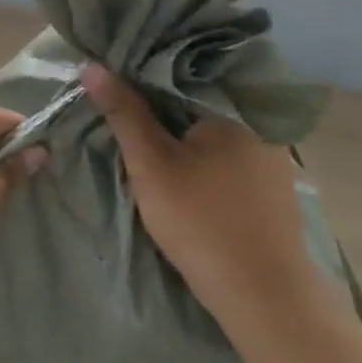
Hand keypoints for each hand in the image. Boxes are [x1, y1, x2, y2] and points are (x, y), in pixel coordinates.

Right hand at [81, 64, 321, 318]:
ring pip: (209, 126)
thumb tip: (92, 66)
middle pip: (195, 99)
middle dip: (157, 101)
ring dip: (177, 127)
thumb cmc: (201, 221)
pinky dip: (198, 149)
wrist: (263, 295)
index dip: (140, 72)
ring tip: (139, 127)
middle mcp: (258, 122)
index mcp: (233, 108)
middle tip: (116, 103)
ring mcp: (269, 154)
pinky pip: (225, 150)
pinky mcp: (269, 184)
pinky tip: (176, 161)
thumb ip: (123, 113)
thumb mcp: (151, 164)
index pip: (179, 71)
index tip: (110, 77)